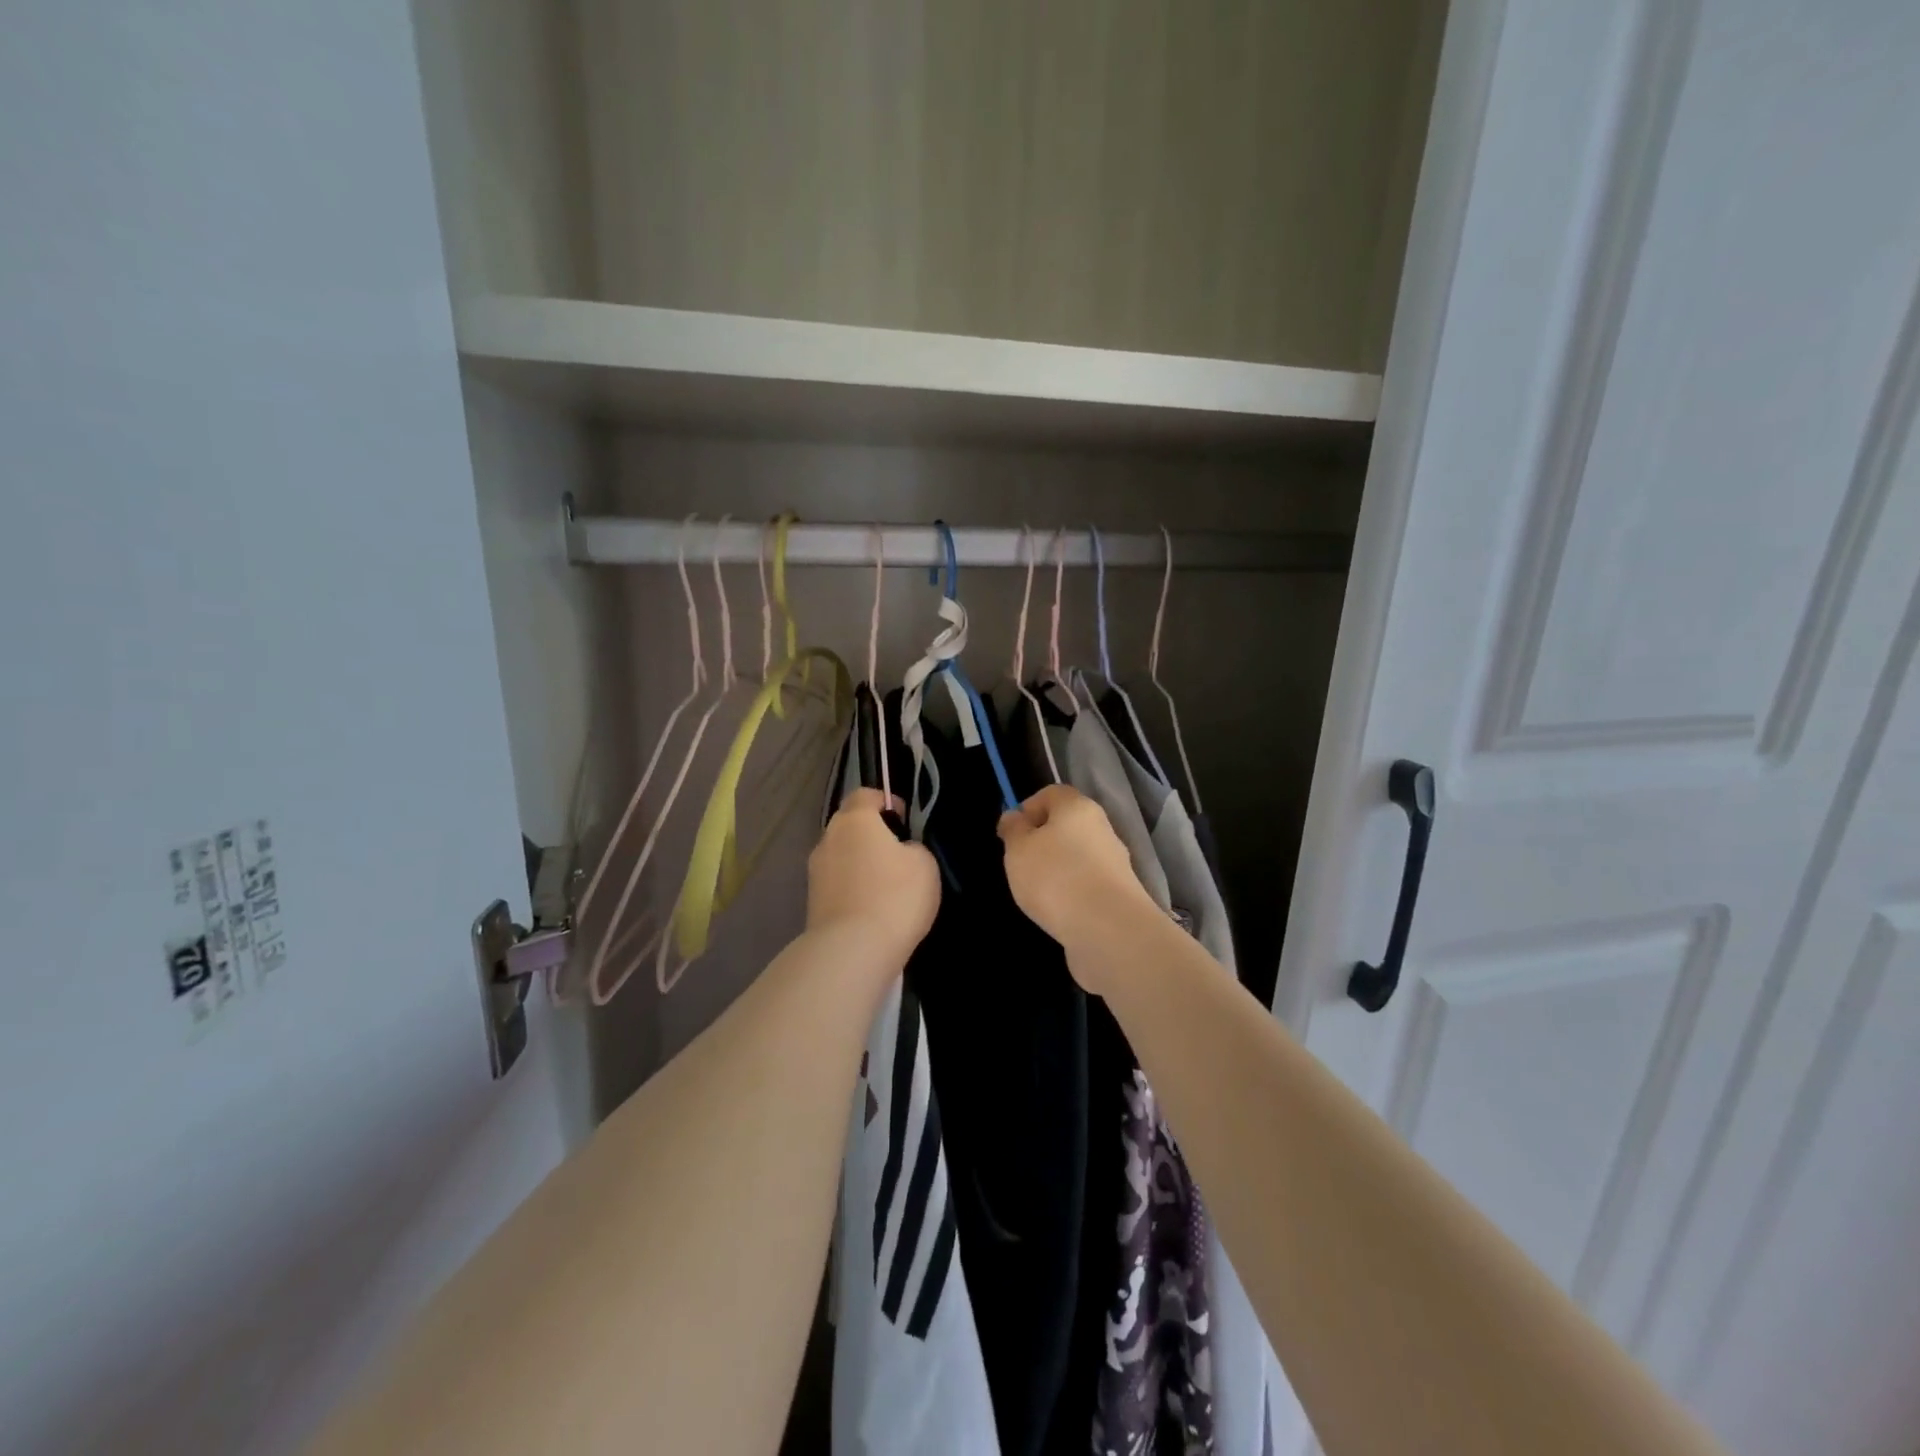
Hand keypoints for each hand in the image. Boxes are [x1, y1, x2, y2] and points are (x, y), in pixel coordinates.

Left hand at [807, 789, 939, 976]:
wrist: (852, 950)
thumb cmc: (894, 896)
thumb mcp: (924, 864)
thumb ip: (912, 848)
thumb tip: (900, 852)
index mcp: (854, 820)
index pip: (865, 795)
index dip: (886, 802)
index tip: (904, 822)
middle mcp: (828, 839)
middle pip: (850, 826)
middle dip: (871, 835)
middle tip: (898, 856)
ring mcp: (815, 872)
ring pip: (841, 856)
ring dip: (860, 864)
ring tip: (886, 888)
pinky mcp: (812, 902)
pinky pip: (837, 884)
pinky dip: (852, 889)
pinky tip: (872, 909)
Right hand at [998, 785, 1157, 986]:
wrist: (1108, 930)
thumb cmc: (1055, 878)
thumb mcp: (1018, 849)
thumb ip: (1014, 830)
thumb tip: (1015, 817)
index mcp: (1077, 807)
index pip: (1051, 794)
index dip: (1027, 808)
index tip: (1010, 835)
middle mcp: (1101, 829)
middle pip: (1066, 825)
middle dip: (1041, 842)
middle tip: (1020, 865)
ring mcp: (1114, 863)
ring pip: (1077, 857)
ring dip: (1057, 870)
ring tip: (1037, 894)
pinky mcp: (1119, 894)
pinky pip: (1087, 885)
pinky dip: (1071, 894)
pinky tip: (1058, 912)